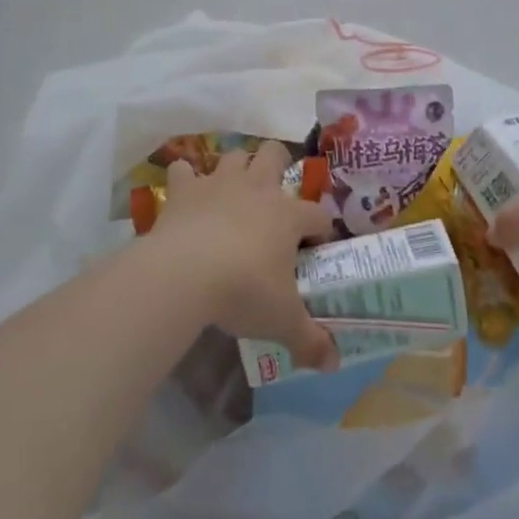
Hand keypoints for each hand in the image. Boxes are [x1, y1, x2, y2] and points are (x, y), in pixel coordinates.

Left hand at [149, 141, 337, 371]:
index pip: (317, 215)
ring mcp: (219, 183)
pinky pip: (184, 171)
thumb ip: (310, 340)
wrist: (184, 274)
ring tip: (232, 192)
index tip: (316, 250)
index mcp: (288, 215)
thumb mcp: (282, 321)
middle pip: (275, 154)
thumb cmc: (243, 291)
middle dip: (278, 164)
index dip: (321, 231)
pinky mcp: (185, 189)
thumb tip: (334, 364)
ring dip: (236, 168)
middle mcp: (257, 188)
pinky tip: (185, 193)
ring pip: (234, 156)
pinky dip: (185, 179)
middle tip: (273, 196)